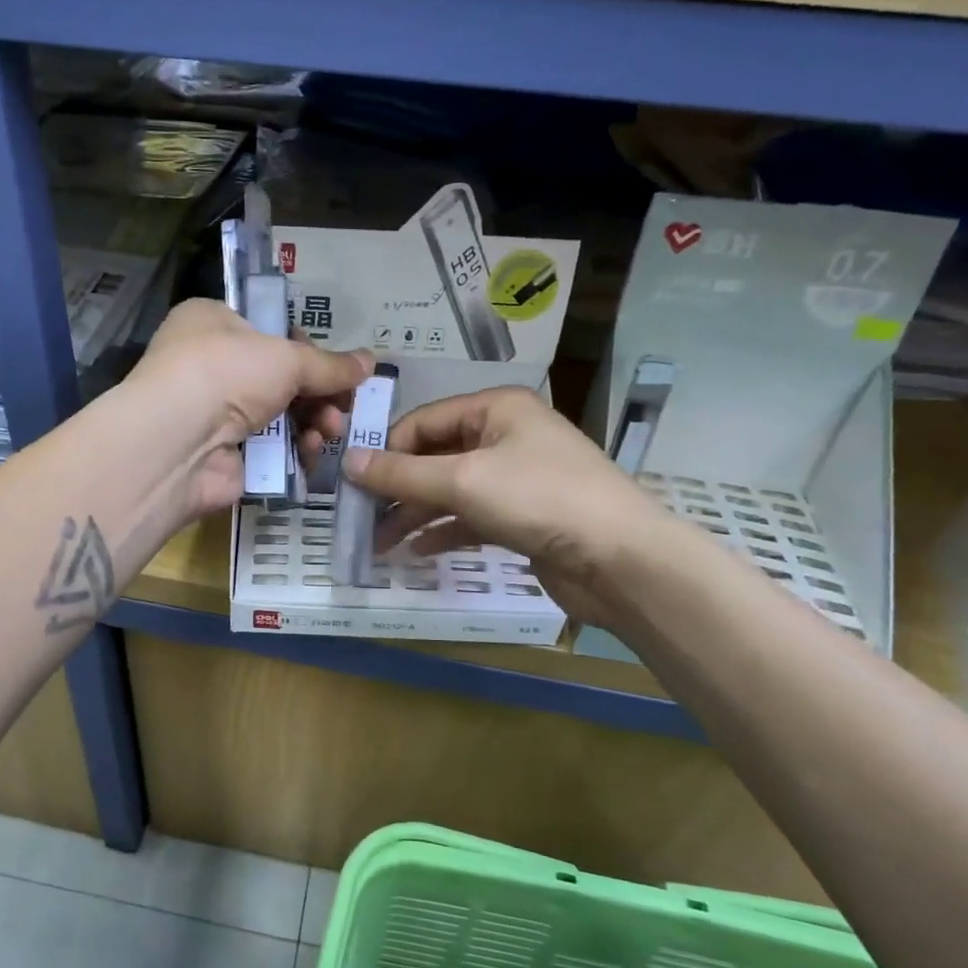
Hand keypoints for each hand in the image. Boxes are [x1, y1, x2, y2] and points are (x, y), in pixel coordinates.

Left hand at [126, 299, 372, 518]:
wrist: (177, 442)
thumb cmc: (226, 373)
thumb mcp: (286, 358)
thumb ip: (330, 365)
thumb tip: (370, 362)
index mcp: (212, 323)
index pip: (269, 332)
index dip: (307, 350)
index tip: (335, 369)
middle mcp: (210, 365)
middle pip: (280, 378)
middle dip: (319, 394)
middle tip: (344, 408)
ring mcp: (214, 413)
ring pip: (279, 415)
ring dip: (313, 422)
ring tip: (329, 431)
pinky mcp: (223, 454)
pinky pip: (270, 449)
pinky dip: (294, 450)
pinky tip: (310, 452)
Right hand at [341, 386, 676, 626]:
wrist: (620, 558)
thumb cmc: (539, 499)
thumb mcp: (462, 480)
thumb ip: (402, 472)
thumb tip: (347, 461)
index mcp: (496, 408)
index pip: (424, 421)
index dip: (386, 449)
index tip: (354, 483)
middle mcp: (505, 436)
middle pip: (435, 456)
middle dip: (398, 488)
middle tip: (361, 518)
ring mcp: (516, 477)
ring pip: (451, 490)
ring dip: (415, 514)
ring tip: (379, 543)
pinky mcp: (523, 516)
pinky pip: (471, 517)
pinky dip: (444, 531)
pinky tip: (417, 551)